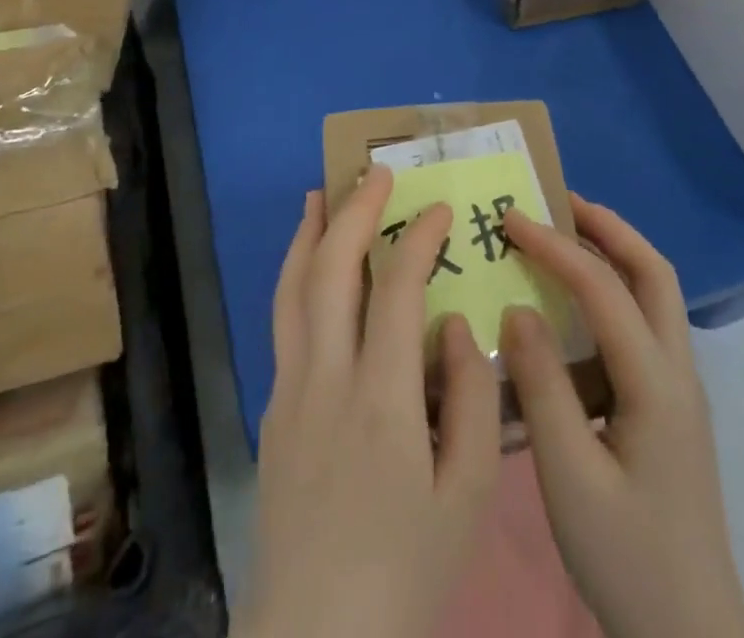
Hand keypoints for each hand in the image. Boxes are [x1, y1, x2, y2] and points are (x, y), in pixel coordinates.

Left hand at [239, 168, 501, 637]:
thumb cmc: (405, 571)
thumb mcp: (466, 497)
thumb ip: (470, 399)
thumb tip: (456, 323)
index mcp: (381, 399)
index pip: (396, 288)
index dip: (419, 238)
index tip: (441, 208)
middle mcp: (325, 378)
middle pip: (331, 270)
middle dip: (356, 210)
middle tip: (378, 173)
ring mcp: (290, 390)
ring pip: (293, 288)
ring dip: (310, 233)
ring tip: (323, 192)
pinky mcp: (273, 410)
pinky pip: (283, 321)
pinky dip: (295, 275)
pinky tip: (307, 266)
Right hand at [502, 195, 743, 637]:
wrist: (692, 636)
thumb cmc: (627, 559)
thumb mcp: (569, 478)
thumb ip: (542, 387)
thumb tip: (518, 307)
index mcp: (656, 385)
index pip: (603, 289)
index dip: (555, 246)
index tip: (509, 219)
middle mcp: (678, 372)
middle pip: (653, 272)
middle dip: (607, 226)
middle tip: (557, 200)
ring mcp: (681, 390)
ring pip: (656, 294)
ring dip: (615, 251)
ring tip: (565, 234)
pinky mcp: (671, 408)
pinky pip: (645, 323)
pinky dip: (614, 289)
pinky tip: (577, 307)